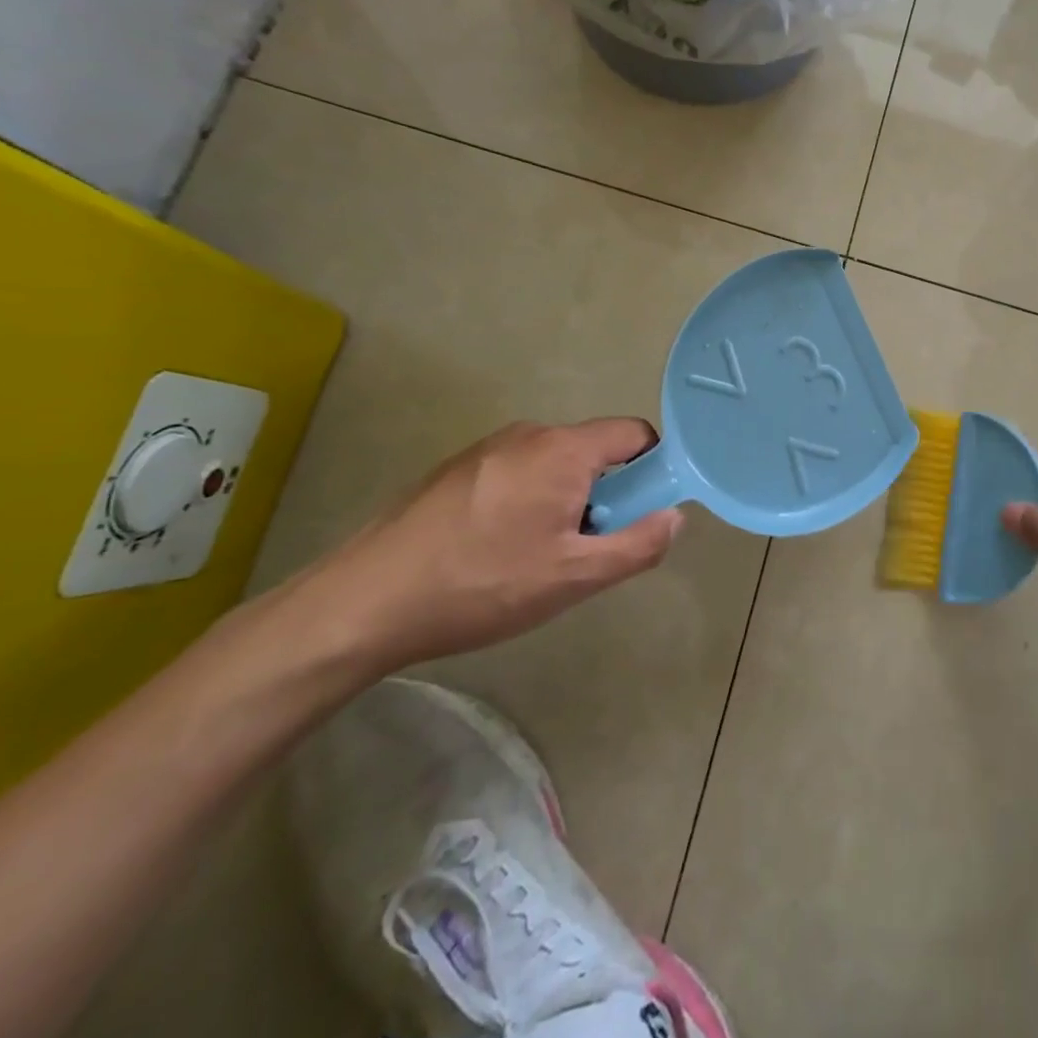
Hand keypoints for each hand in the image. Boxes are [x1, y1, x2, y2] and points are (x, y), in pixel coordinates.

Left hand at [293, 419, 682, 672]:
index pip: (636, 434)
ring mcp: (488, 448)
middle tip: (585, 548)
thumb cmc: (482, 585)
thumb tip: (675, 517)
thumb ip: (638, 545)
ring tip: (537, 557)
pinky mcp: (457, 468)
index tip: (640, 515)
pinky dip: (529, 502)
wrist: (362, 603)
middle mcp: (529, 434)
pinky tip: (497, 551)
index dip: (653, 470)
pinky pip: (519, 473)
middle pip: (595, 451)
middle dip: (607, 494)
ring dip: (567, 501)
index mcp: (564, 450)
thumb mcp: (574, 577)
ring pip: (556, 465)